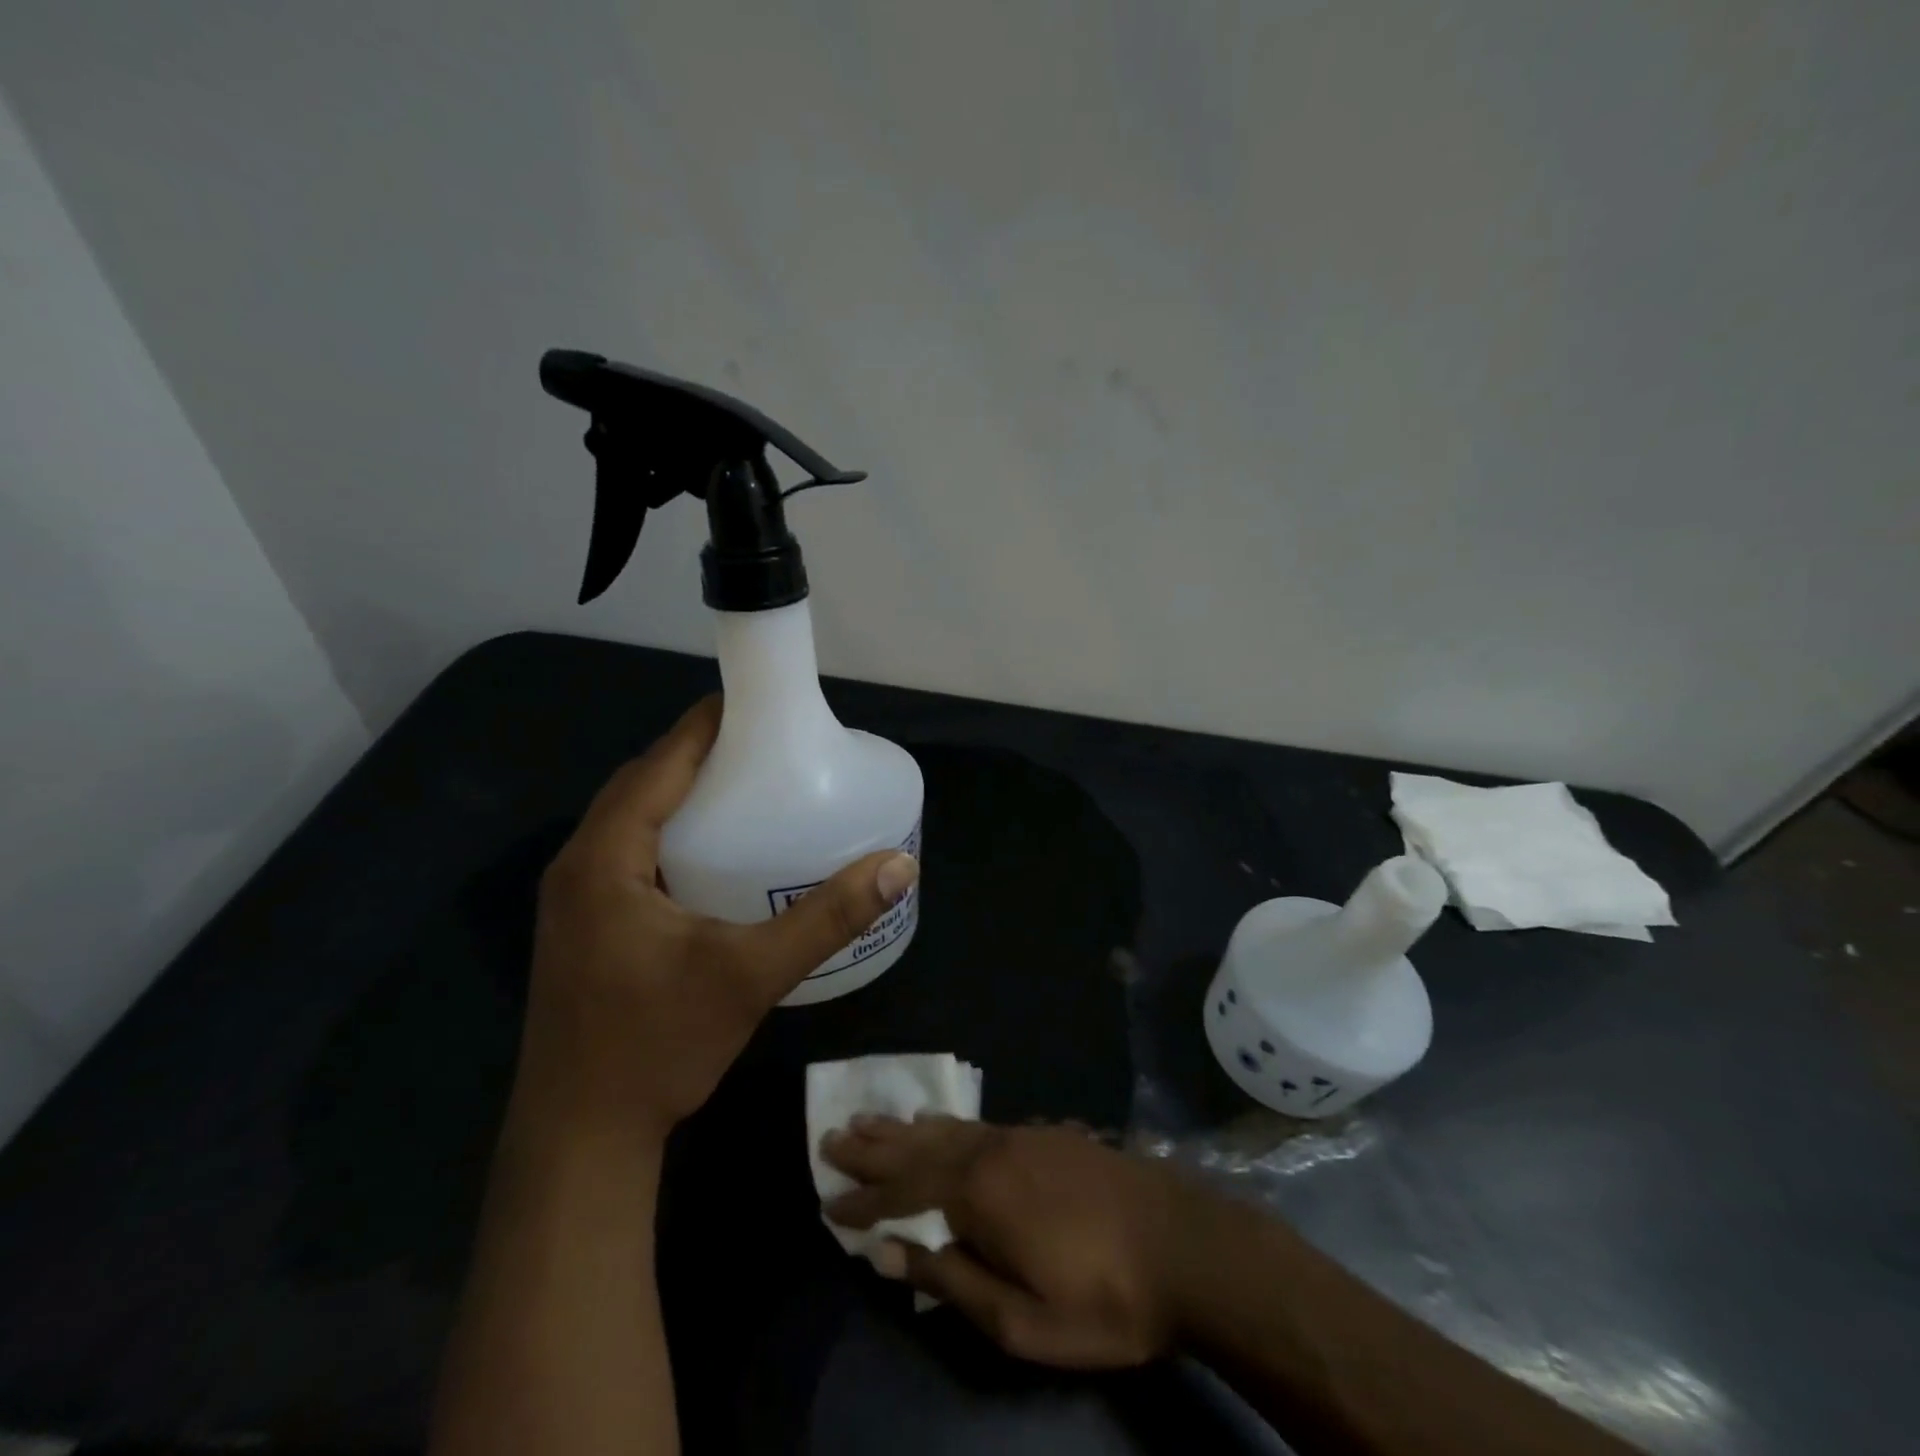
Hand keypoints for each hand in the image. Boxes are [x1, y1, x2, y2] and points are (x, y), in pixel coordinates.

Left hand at [513, 695, 919, 1143]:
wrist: (579, 1140)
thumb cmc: (656, 1046)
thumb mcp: (750, 976)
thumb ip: (826, 919)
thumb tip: (897, 867)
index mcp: (604, 859)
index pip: (658, 764)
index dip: (706, 726)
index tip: (760, 704)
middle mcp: (579, 867)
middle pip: (643, 786)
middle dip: (700, 756)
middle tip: (768, 748)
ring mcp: (576, 900)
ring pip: (634, 821)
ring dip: (685, 796)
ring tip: (749, 788)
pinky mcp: (587, 928)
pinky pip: (631, 855)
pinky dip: (673, 836)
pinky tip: (717, 857)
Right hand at [821, 1116, 1195, 1368]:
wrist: (1184, 1245)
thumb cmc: (1104, 1298)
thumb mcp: (1023, 1320)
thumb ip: (952, 1282)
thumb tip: (887, 1254)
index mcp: (980, 1195)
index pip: (903, 1195)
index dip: (864, 1201)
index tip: (828, 1202)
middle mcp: (991, 1152)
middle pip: (918, 1147)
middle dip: (874, 1147)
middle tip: (833, 1135)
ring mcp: (1021, 1136)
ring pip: (947, 1129)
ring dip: (904, 1128)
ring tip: (870, 1119)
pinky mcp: (1046, 1133)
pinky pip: (979, 1123)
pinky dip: (947, 1123)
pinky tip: (938, 1122)